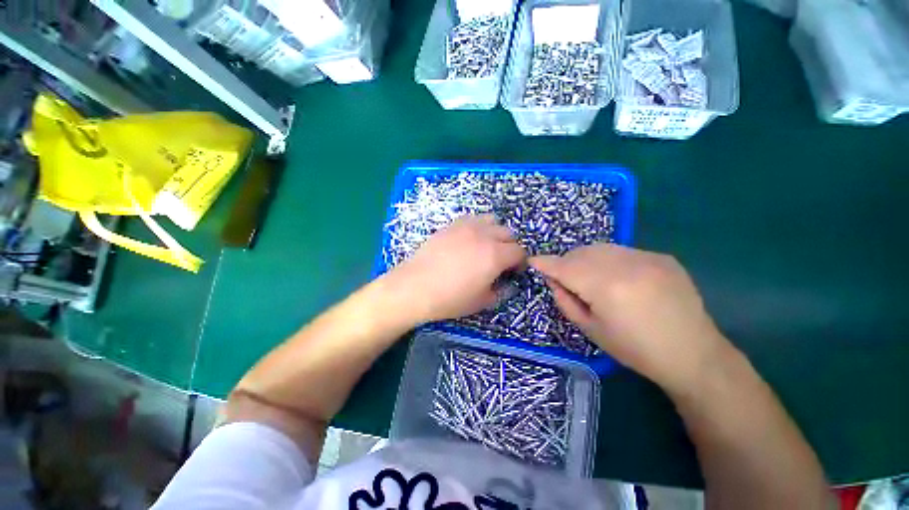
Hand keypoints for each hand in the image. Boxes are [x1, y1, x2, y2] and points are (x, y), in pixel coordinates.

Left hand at [387, 215, 525, 323]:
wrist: (415, 287)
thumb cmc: (450, 298)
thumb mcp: (481, 302)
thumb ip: (501, 291)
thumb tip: (509, 285)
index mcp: (495, 255)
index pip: (519, 252)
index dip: (520, 263)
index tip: (513, 272)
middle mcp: (485, 235)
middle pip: (508, 233)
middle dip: (509, 247)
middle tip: (499, 261)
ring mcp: (467, 226)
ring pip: (492, 220)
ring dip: (495, 233)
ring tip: (485, 246)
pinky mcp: (451, 225)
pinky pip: (473, 219)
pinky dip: (478, 227)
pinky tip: (468, 240)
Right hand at [530, 244, 729, 392]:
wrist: (693, 354)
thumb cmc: (636, 350)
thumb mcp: (590, 330)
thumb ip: (565, 300)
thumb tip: (553, 279)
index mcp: (606, 287)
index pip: (564, 267)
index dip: (546, 263)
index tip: (533, 261)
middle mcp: (626, 265)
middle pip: (580, 253)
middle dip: (566, 262)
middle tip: (564, 277)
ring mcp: (647, 257)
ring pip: (600, 248)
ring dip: (586, 259)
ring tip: (589, 277)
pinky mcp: (661, 257)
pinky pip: (622, 252)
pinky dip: (609, 261)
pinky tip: (618, 279)